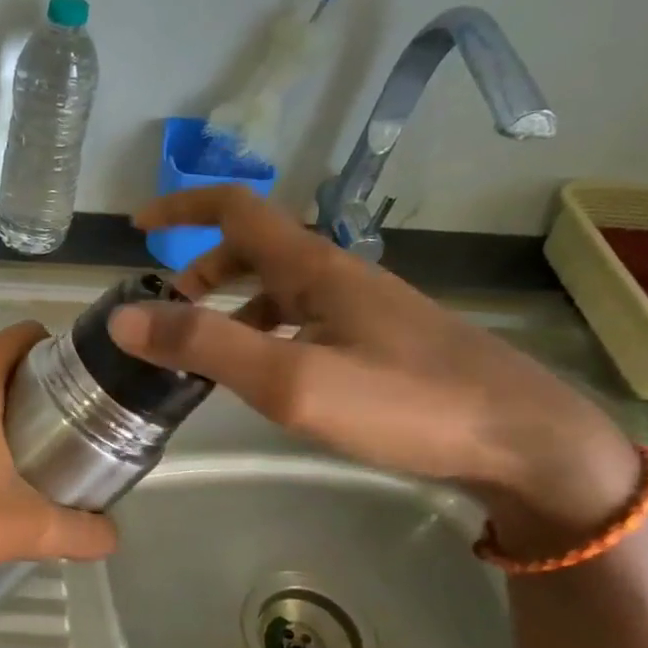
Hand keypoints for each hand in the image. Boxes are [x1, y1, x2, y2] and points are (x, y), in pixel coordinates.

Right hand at [110, 187, 637, 537]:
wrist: (523, 440)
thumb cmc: (403, 403)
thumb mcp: (290, 378)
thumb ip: (205, 346)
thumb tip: (124, 317)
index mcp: (313, 267)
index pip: (235, 209)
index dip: (182, 208)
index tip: (137, 225)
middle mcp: (336, 275)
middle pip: (254, 249)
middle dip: (200, 271)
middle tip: (167, 316)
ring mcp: (362, 308)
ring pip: (278, 288)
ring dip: (231, 306)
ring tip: (204, 355)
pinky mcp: (380, 341)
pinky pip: (304, 320)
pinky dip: (265, 333)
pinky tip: (267, 375)